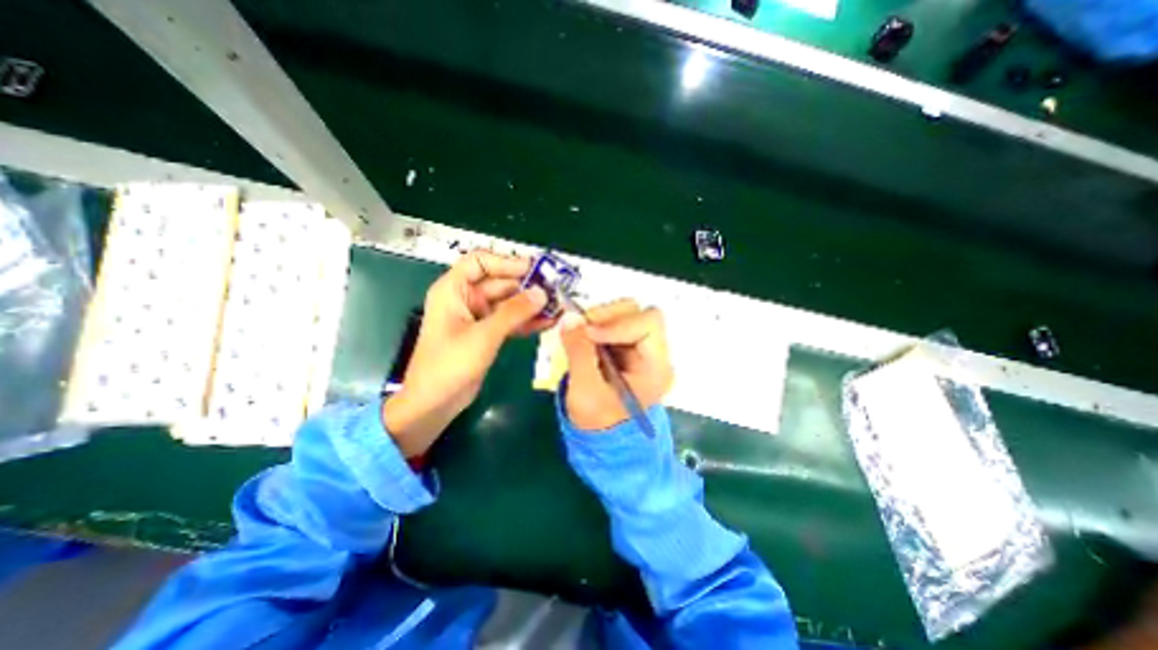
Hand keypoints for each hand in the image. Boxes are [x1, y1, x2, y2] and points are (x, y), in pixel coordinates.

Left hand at [382, 250, 553, 457]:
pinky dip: (527, 321)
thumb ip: (514, 312)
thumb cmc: (450, 364)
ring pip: (508, 303)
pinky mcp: (487, 334)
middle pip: (500, 282)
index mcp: (453, 290)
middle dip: (527, 286)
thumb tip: (542, 293)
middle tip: (556, 290)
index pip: (480, 262)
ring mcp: (478, 317)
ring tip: (557, 306)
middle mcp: (466, 299)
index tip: (534, 269)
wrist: (435, 403)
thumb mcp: (483, 335)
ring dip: (531, 305)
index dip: (507, 262)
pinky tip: (548, 322)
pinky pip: (510, 321)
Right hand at [560, 299, 674, 433]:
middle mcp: (655, 353)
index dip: (618, 323)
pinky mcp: (626, 346)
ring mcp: (640, 348)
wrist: (600, 436)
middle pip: (638, 313)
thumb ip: (578, 352)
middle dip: (607, 316)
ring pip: (624, 313)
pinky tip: (583, 338)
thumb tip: (570, 317)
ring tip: (579, 334)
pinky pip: (612, 323)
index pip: (649, 323)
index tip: (588, 332)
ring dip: (598, 319)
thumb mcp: (585, 391)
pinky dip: (595, 324)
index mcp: (656, 368)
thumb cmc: (597, 421)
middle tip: (580, 327)